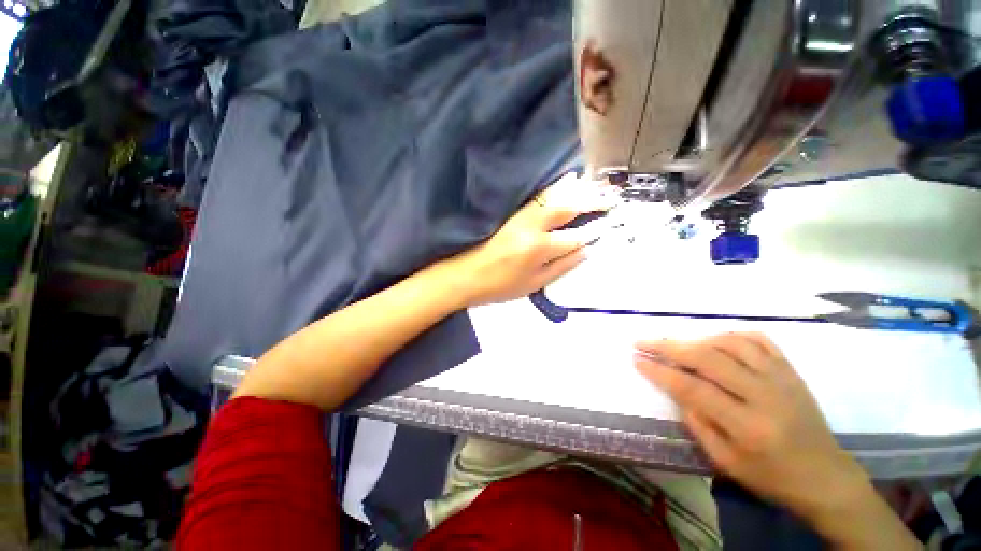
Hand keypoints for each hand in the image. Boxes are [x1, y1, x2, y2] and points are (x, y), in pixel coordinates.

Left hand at [441, 172, 617, 305]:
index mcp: (539, 249)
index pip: (574, 237)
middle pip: (567, 209)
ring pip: (553, 198)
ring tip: (595, 184)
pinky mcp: (511, 213)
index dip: (592, 232)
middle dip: (592, 202)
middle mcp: (532, 227)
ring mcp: (520, 217)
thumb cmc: (500, 286)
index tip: (608, 225)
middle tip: (611, 198)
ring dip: (576, 190)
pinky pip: (537, 196)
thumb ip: (561, 266)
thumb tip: (586, 252)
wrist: (465, 275)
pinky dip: (554, 188)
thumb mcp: (534, 284)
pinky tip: (565, 180)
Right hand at [635, 334, 920, 548]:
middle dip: (668, 347)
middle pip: (708, 358)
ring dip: (696, 339)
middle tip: (643, 342)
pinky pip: (757, 340)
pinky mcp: (790, 370)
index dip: (660, 371)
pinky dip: (730, 334)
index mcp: (748, 426)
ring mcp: (781, 377)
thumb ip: (697, 423)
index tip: (637, 359)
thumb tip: (676, 390)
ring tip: (677, 345)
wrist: (825, 475)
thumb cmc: (771, 476)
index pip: (692, 388)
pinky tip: (715, 339)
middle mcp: (765, 395)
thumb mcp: (726, 463)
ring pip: (730, 343)